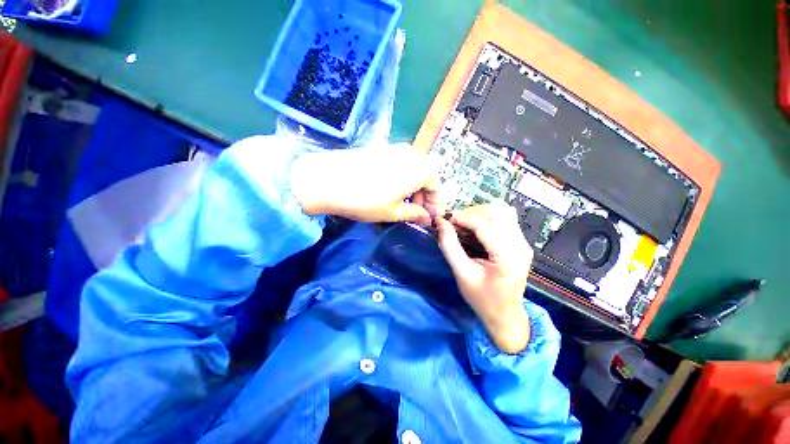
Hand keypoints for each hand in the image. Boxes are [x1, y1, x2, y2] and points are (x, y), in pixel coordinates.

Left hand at [290, 144, 439, 224]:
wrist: (330, 180)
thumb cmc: (367, 200)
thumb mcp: (394, 212)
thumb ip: (415, 214)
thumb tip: (427, 219)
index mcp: (420, 170)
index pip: (435, 187)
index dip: (434, 204)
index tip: (429, 218)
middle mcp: (412, 154)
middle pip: (426, 176)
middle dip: (423, 196)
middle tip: (416, 212)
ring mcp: (396, 149)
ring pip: (413, 170)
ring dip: (413, 187)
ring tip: (403, 204)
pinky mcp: (382, 149)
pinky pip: (400, 164)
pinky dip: (402, 178)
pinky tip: (392, 190)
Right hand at [436, 201, 533, 353]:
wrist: (505, 315)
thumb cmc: (482, 298)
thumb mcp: (462, 274)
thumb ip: (450, 247)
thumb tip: (440, 223)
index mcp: (507, 256)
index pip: (483, 224)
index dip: (461, 217)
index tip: (444, 219)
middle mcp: (520, 244)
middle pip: (496, 211)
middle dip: (471, 213)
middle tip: (454, 224)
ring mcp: (523, 242)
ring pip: (501, 211)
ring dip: (479, 214)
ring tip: (464, 225)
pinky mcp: (521, 242)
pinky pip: (504, 219)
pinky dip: (487, 219)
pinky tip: (476, 230)